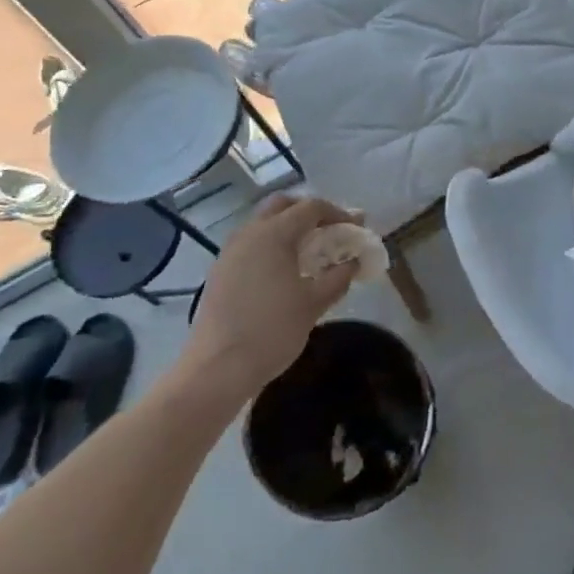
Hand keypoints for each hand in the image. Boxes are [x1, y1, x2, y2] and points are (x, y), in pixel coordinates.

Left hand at [184, 194, 362, 396]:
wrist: (217, 368)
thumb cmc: (272, 331)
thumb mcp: (314, 303)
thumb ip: (338, 277)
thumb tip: (353, 262)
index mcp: (274, 234)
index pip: (311, 207)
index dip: (337, 213)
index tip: (355, 228)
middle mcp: (249, 233)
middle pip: (282, 205)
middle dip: (309, 212)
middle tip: (330, 230)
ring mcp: (230, 251)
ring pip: (264, 223)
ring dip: (289, 228)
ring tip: (310, 252)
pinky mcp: (221, 270)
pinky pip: (251, 243)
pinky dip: (272, 245)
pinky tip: (284, 271)